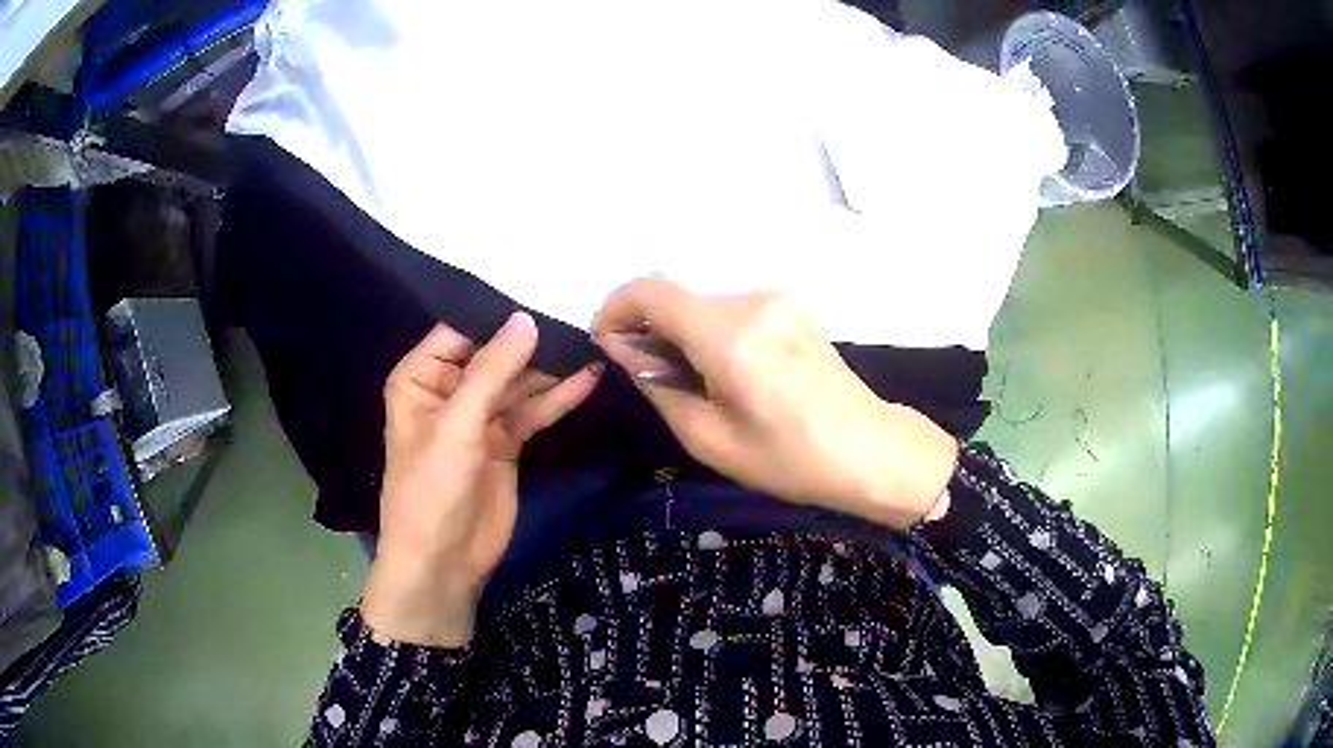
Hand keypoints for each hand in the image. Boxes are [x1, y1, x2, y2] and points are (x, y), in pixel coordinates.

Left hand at [361, 314, 600, 646]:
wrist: (444, 562)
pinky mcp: (506, 442)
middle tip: (580, 314)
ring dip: (551, 368)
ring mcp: (480, 418)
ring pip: (519, 382)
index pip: (461, 331)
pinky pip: (533, 411)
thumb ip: (492, 371)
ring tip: (592, 342)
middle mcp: (449, 390)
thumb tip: (526, 318)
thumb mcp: (457, 426)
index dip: (498, 314)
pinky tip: (589, 379)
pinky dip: (559, 398)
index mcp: (422, 378)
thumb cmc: (431, 490)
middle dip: (533, 340)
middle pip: (495, 354)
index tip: (544, 289)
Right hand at [592, 277, 957, 529]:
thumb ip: (659, 386)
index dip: (615, 308)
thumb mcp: (711, 439)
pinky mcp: (792, 309)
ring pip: (703, 305)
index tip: (606, 341)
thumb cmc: (792, 459)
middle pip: (676, 297)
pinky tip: (724, 372)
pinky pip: (732, 311)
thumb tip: (626, 351)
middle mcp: (751, 302)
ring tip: (690, 382)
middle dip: (647, 327)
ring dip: (681, 331)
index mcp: (729, 336)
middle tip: (645, 375)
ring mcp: (776, 301)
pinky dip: (711, 331)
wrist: (873, 450)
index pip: (650, 291)